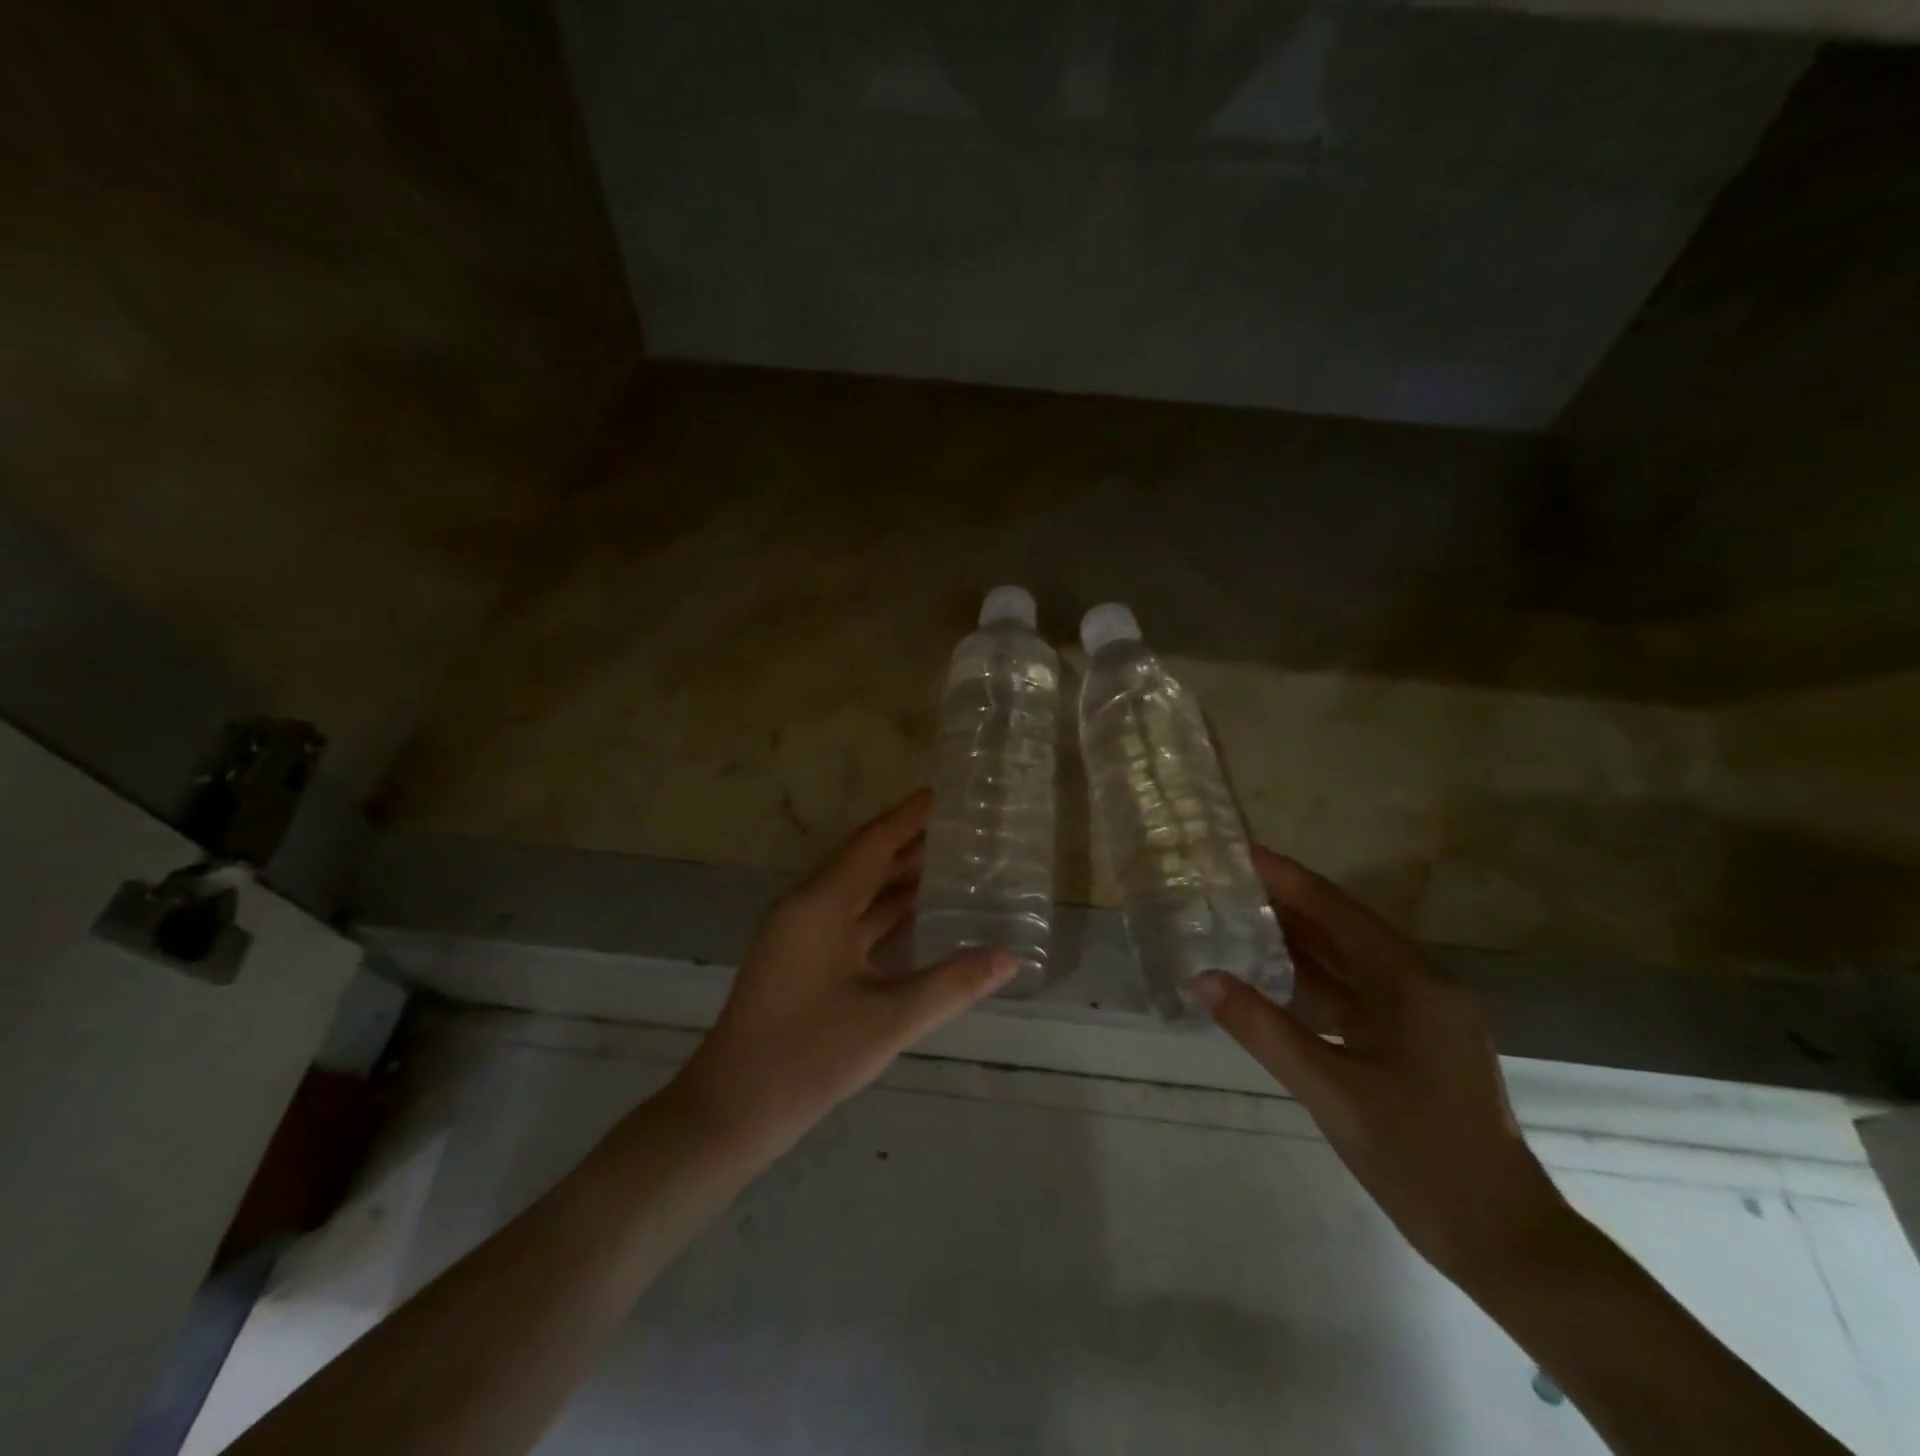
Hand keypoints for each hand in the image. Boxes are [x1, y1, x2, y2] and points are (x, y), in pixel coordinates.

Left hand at [670, 790, 1017, 1161]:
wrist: (730, 1110)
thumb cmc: (808, 1056)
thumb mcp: (889, 1020)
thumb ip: (952, 984)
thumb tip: (1010, 958)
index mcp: (821, 904)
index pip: (873, 843)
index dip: (908, 817)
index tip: (943, 794)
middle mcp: (807, 906)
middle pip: (864, 860)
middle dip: (909, 842)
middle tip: (959, 828)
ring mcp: (800, 934)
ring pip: (856, 891)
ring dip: (897, 877)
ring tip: (949, 863)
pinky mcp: (801, 959)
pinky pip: (848, 918)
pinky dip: (882, 910)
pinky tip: (916, 913)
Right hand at [1197, 849, 1571, 1282]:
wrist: (1503, 1240)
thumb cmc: (1420, 1158)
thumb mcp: (1332, 1092)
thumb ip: (1264, 1030)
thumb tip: (1201, 979)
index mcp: (1414, 984)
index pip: (1338, 911)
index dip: (1289, 879)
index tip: (1241, 852)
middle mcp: (1422, 985)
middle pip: (1345, 928)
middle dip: (1290, 902)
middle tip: (1229, 881)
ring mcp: (1421, 1015)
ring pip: (1350, 961)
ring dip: (1301, 938)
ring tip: (1242, 915)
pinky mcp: (1413, 1042)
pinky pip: (1356, 993)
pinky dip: (1315, 978)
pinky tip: (1276, 972)